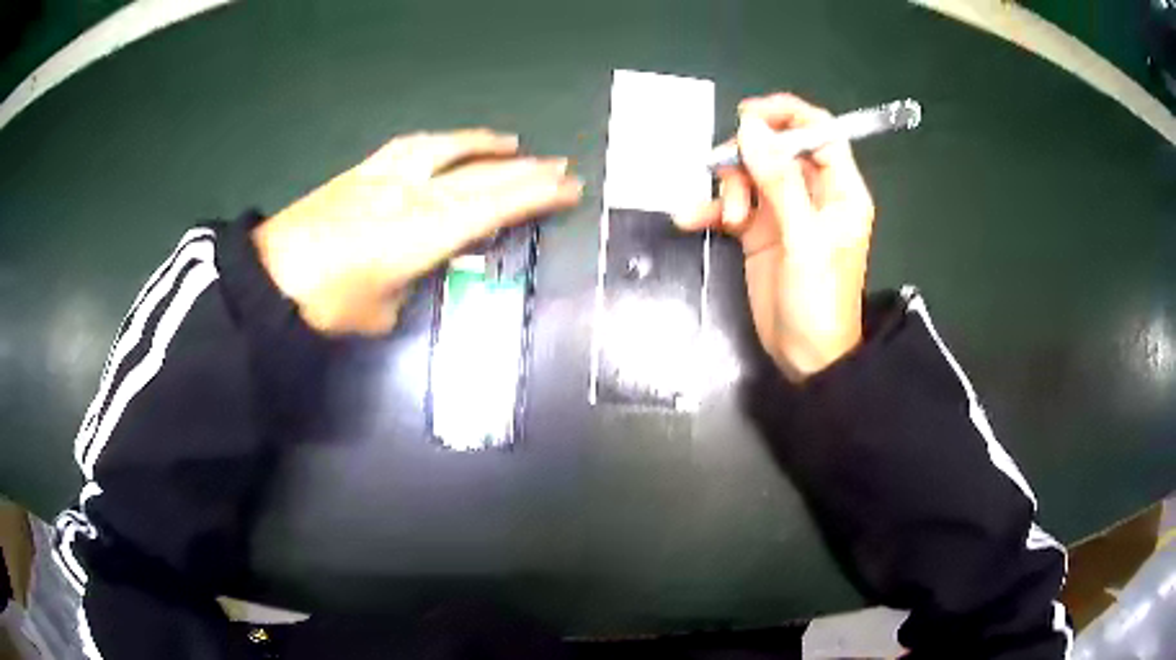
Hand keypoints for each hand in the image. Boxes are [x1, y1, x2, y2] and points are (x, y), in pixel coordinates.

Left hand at [253, 129, 582, 334]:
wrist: (270, 275)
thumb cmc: (327, 303)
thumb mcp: (381, 313)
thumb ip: (409, 289)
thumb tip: (417, 275)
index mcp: (423, 233)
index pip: (494, 207)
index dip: (536, 196)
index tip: (570, 189)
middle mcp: (413, 193)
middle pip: (482, 175)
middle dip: (528, 170)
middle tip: (561, 165)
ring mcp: (388, 174)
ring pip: (450, 149)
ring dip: (486, 145)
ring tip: (512, 143)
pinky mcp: (365, 168)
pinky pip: (414, 144)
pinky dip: (443, 140)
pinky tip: (450, 142)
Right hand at [676, 94, 874, 381]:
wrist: (805, 357)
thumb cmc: (819, 300)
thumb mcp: (803, 239)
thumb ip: (779, 181)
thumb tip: (751, 129)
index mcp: (839, 189)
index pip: (819, 131)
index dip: (786, 116)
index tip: (748, 118)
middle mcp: (812, 192)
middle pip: (776, 148)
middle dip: (747, 156)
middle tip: (728, 176)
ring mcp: (783, 211)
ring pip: (749, 173)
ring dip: (729, 186)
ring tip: (726, 217)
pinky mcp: (758, 230)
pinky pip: (730, 203)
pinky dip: (710, 208)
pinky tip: (691, 219)